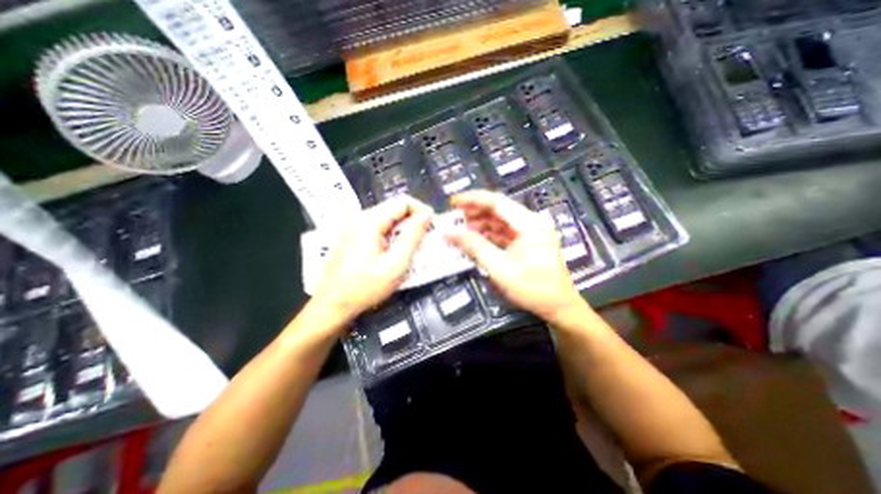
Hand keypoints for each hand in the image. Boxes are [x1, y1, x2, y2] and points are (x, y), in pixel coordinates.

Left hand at [313, 197, 431, 323]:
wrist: (332, 305)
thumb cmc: (365, 287)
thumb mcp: (395, 264)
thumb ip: (413, 237)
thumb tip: (427, 214)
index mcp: (369, 221)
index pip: (402, 202)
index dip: (421, 210)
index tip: (432, 226)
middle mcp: (360, 218)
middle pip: (393, 208)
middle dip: (413, 220)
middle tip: (425, 238)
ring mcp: (353, 227)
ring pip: (386, 218)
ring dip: (403, 228)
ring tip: (412, 246)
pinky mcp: (352, 237)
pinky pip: (377, 228)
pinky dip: (391, 235)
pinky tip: (394, 251)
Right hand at [448, 189, 582, 323]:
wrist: (558, 307)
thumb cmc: (532, 288)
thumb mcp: (500, 268)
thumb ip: (475, 247)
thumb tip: (450, 233)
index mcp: (530, 223)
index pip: (497, 202)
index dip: (473, 199)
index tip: (454, 202)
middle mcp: (531, 222)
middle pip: (498, 209)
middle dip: (475, 211)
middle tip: (454, 216)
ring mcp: (530, 232)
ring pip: (500, 220)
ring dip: (480, 223)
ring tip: (460, 228)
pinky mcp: (527, 242)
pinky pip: (504, 232)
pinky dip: (488, 234)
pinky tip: (474, 238)